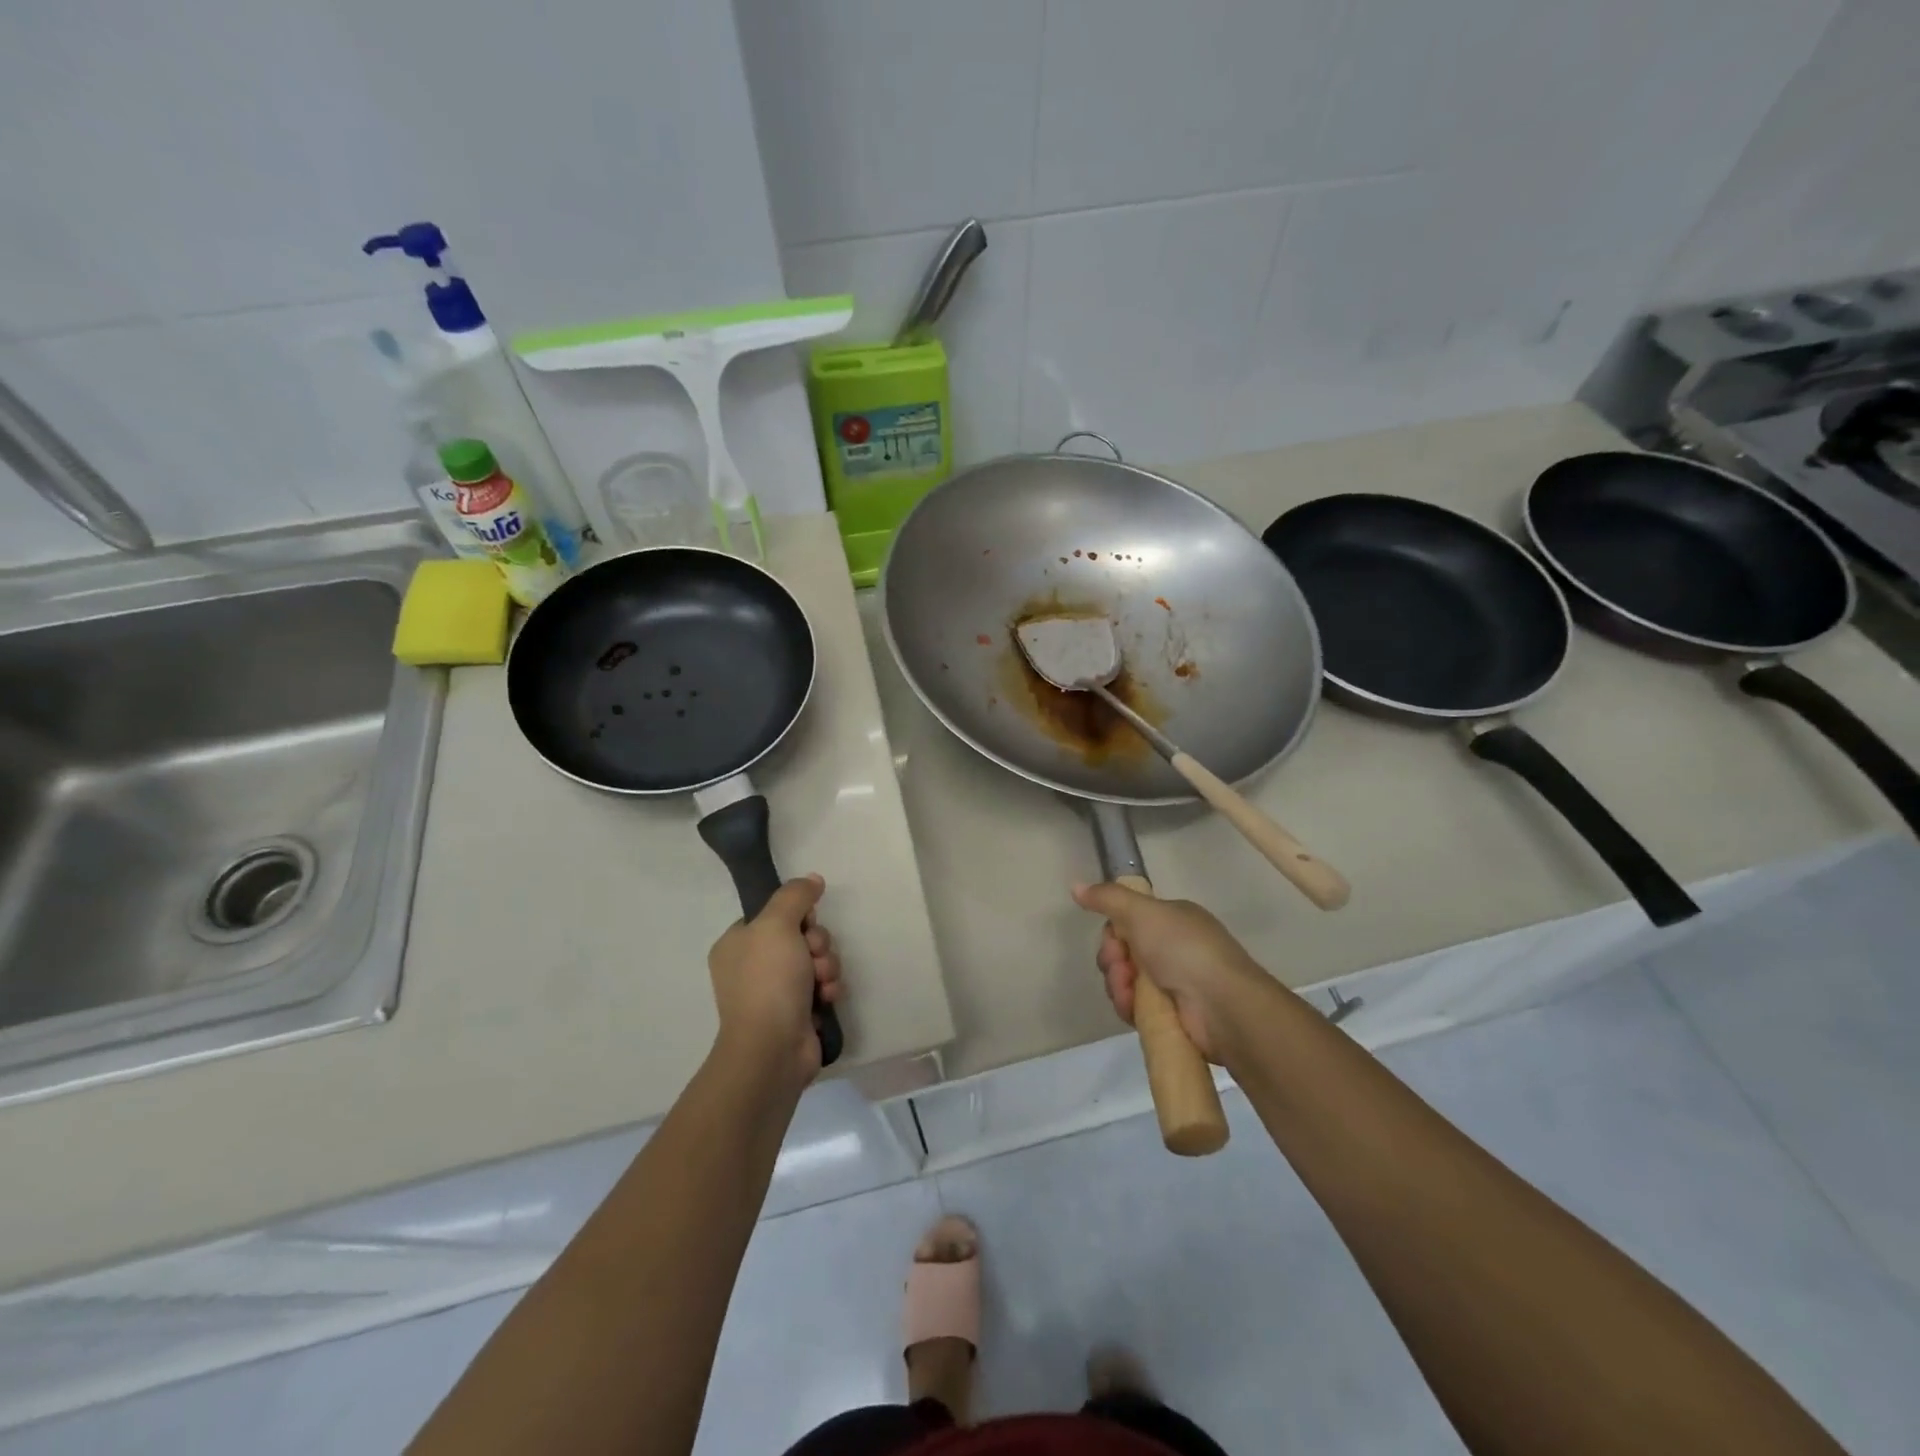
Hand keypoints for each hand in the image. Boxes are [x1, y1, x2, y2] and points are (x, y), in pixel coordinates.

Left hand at [708, 875, 843, 1083]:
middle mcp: (753, 966)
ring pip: (815, 960)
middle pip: (800, 935)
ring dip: (826, 965)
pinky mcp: (797, 1012)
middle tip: (814, 955)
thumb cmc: (768, 980)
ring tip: (822, 981)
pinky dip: (828, 989)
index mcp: (737, 944)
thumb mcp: (777, 924)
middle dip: (817, 943)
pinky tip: (826, 998)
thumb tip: (812, 879)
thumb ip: (795, 895)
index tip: (806, 922)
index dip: (796, 915)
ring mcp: (774, 991)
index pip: (774, 914)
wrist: (772, 1048)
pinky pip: (821, 986)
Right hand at [1072, 882, 1269, 1063]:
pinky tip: (1132, 1008)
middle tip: (1120, 966)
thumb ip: (1107, 897)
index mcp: (1172, 919)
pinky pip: (1134, 1006)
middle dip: (1112, 959)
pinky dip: (1128, 1006)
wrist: (1221, 1005)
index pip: (1128, 920)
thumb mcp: (1142, 912)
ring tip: (1128, 992)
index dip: (1113, 930)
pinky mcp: (1170, 1014)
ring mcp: (1173, 982)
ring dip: (1118, 984)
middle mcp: (1173, 948)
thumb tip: (1075, 886)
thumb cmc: (1183, 949)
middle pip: (1122, 951)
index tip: (1114, 939)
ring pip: (1125, 980)